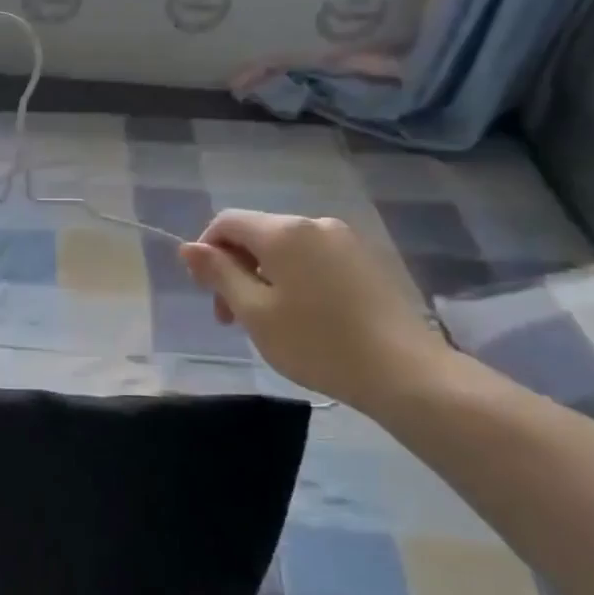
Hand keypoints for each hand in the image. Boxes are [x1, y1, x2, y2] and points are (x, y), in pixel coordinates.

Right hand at [179, 210, 444, 412]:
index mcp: (284, 232)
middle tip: (232, 318)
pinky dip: (294, 279)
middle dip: (235, 268)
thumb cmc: (317, 343)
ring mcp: (347, 241)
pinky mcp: (367, 261)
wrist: (405, 373)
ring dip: (263, 277)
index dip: (206, 250)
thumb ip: (219, 274)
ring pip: (285, 249)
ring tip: (267, 321)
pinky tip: (302, 317)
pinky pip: (314, 259)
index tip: (208, 293)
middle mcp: (315, 224)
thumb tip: (188, 248)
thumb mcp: (254, 312)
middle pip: (257, 234)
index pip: (227, 221)